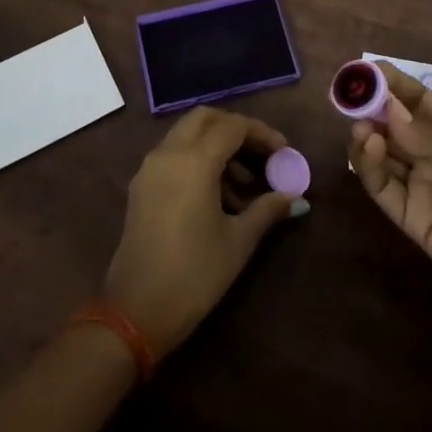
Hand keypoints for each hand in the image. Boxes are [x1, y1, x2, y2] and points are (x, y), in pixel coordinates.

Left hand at [104, 109, 298, 357]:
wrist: (136, 313)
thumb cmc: (194, 275)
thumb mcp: (238, 242)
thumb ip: (267, 210)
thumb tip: (295, 197)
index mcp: (194, 161)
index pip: (233, 127)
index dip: (262, 134)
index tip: (284, 153)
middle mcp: (168, 154)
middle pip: (205, 118)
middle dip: (236, 129)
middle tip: (261, 155)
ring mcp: (150, 168)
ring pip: (187, 134)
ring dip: (216, 145)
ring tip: (243, 186)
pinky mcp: (141, 186)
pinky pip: (173, 154)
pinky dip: (197, 159)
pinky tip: (216, 196)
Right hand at [348, 62, 431, 333]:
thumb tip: (390, 115)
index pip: (418, 101)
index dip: (393, 84)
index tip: (367, 70)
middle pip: (394, 126)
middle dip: (372, 107)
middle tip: (351, 95)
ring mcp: (420, 187)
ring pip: (382, 154)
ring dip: (366, 134)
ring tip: (360, 124)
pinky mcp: (411, 218)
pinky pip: (382, 188)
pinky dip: (368, 166)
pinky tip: (367, 146)